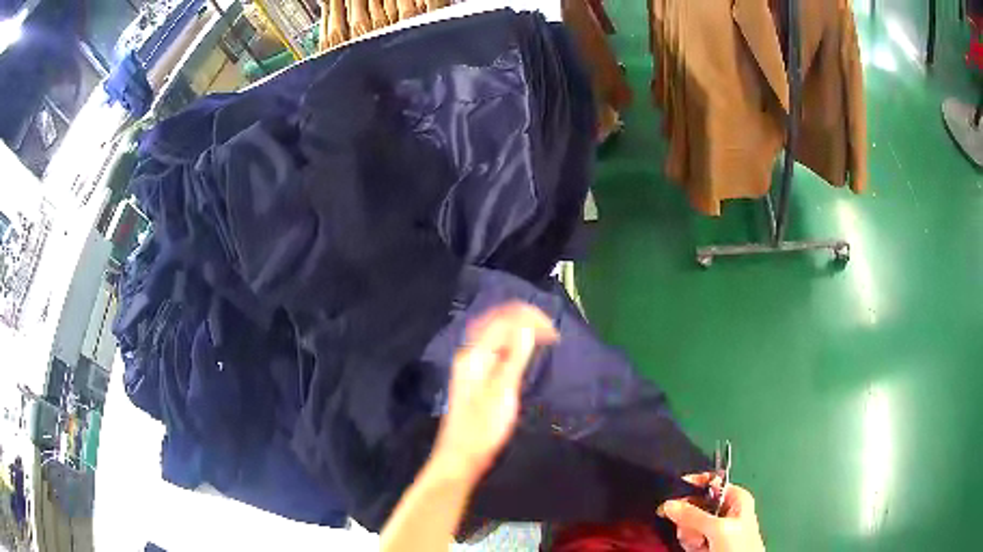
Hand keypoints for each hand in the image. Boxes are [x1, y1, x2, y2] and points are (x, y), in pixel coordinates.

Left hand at [431, 303, 557, 480]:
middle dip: (523, 319)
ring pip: (494, 333)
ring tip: (542, 336)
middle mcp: (470, 354)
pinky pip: (494, 347)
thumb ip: (514, 357)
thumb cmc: (483, 429)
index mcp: (474, 354)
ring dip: (517, 329)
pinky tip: (523, 351)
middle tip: (550, 330)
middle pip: (495, 321)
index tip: (554, 332)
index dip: (529, 318)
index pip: (502, 320)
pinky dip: (511, 342)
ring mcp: (471, 366)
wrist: (461, 457)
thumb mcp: (502, 392)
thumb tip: (528, 326)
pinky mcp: (476, 377)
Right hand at [658, 473, 765, 551]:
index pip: (711, 483)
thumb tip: (669, 504)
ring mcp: (716, 528)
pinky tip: (698, 549)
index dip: (693, 486)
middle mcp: (726, 510)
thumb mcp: (717, 529)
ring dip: (690, 535)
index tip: (673, 495)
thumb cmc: (738, 546)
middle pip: (696, 505)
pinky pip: (691, 537)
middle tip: (694, 532)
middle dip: (690, 520)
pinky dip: (691, 544)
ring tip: (700, 545)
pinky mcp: (708, 542)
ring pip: (691, 523)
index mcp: (736, 498)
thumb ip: (694, 515)